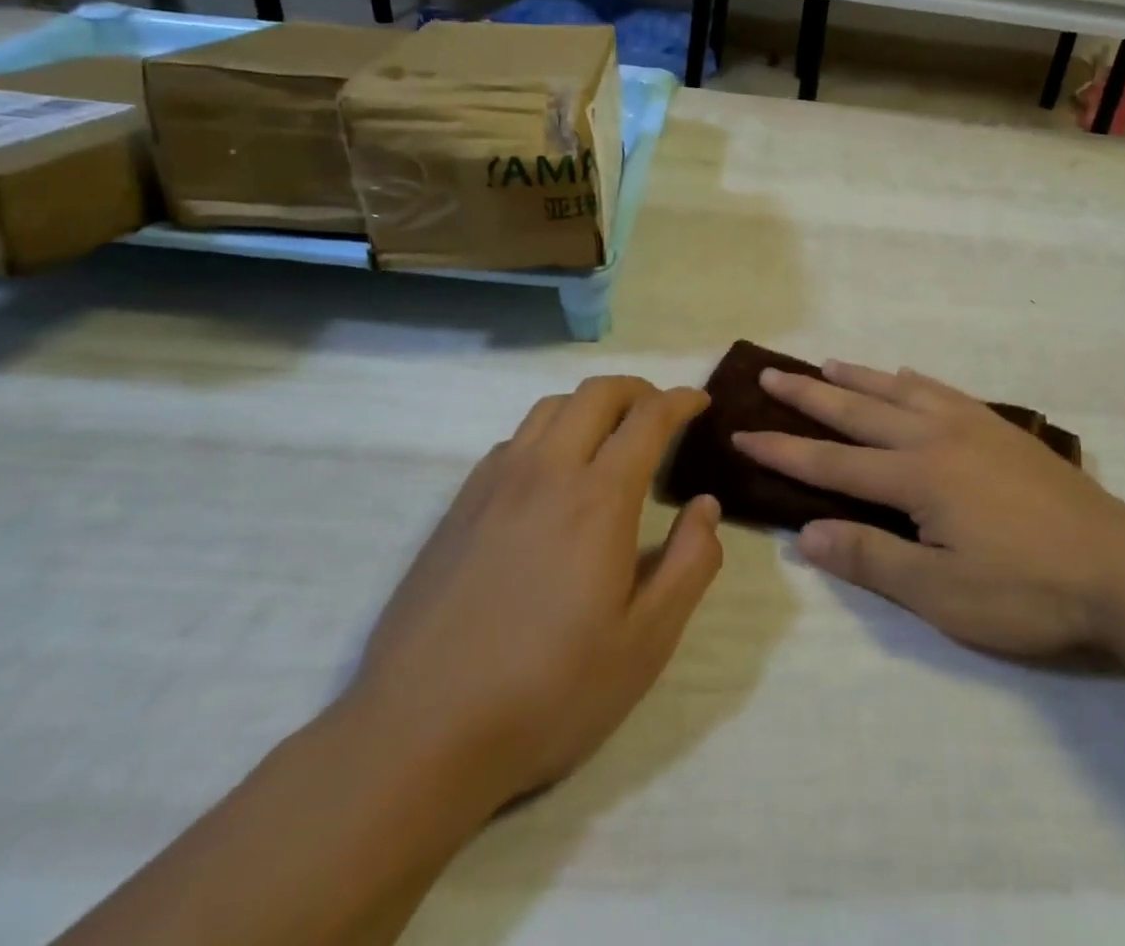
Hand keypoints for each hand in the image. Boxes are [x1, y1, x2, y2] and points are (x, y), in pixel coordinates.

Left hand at [347, 378, 721, 815]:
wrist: (419, 734)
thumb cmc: (549, 691)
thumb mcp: (646, 641)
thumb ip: (690, 564)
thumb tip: (706, 506)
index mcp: (599, 499)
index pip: (649, 418)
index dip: (681, 400)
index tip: (701, 403)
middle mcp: (547, 472)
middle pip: (597, 393)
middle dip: (638, 389)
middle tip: (660, 412)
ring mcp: (495, 485)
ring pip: (550, 408)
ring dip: (590, 405)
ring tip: (610, 436)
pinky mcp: (459, 506)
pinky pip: (514, 440)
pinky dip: (548, 433)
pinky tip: (551, 476)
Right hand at [735, 363, 1124, 658]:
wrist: (1120, 565)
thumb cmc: (1028, 590)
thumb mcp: (943, 594)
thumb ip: (873, 559)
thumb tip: (808, 534)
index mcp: (917, 476)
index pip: (833, 462)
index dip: (784, 449)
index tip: (744, 433)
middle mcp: (936, 437)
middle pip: (860, 410)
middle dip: (810, 395)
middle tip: (772, 375)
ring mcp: (972, 425)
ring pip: (900, 390)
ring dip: (859, 378)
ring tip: (827, 365)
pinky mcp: (1000, 428)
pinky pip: (943, 390)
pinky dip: (914, 380)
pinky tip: (908, 375)